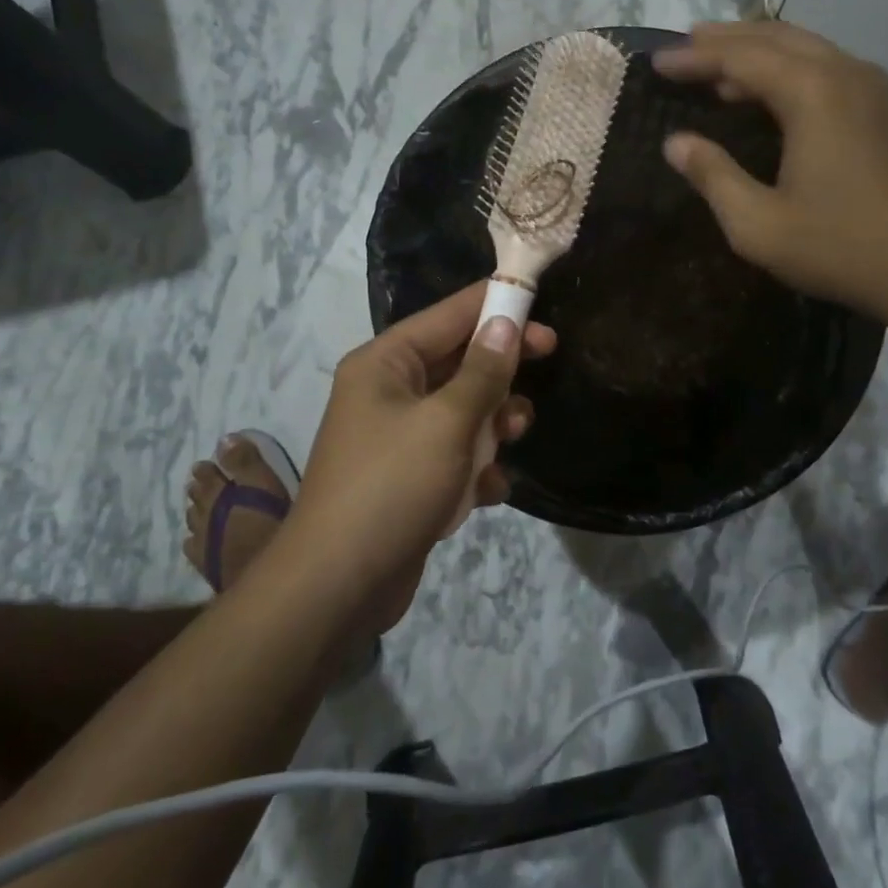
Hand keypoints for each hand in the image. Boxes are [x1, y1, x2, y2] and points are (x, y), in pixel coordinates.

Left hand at [281, 284, 555, 631]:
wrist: (339, 585)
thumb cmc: (392, 486)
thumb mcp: (447, 423)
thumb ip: (483, 372)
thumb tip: (504, 324)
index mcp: (385, 365)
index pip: (447, 316)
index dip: (494, 306)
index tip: (539, 302)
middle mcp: (389, 393)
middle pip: (458, 362)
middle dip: (499, 369)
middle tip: (548, 357)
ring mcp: (399, 438)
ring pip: (463, 411)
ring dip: (493, 421)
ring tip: (515, 434)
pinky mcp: (410, 479)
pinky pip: (455, 456)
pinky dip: (476, 468)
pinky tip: (489, 489)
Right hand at [654, 22, 887, 322]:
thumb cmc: (842, 246)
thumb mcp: (759, 224)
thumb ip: (713, 177)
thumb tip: (675, 143)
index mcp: (812, 93)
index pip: (740, 57)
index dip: (695, 58)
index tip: (657, 64)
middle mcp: (845, 73)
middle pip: (776, 37)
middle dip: (726, 39)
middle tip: (685, 46)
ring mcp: (874, 88)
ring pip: (807, 48)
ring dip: (759, 50)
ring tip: (719, 63)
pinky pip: (827, 68)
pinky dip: (789, 68)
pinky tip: (772, 92)